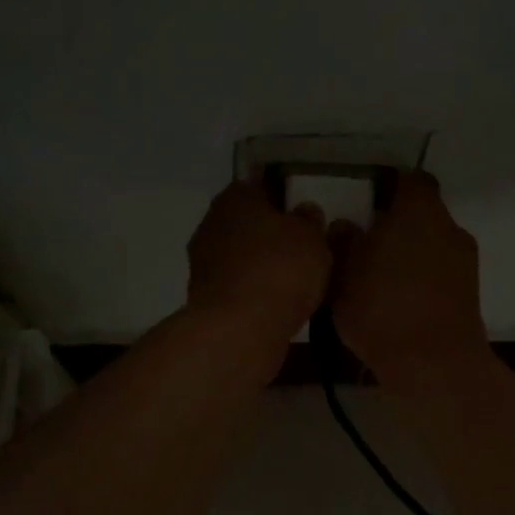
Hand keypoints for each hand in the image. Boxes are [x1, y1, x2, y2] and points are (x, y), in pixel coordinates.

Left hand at [186, 179, 330, 346]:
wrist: (239, 329)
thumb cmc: (279, 268)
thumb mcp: (311, 237)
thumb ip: (309, 220)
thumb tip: (304, 211)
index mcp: (235, 198)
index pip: (257, 185)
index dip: (279, 195)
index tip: (299, 210)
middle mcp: (212, 224)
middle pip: (245, 221)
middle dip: (268, 231)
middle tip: (300, 244)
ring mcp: (203, 263)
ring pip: (239, 254)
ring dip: (259, 262)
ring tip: (293, 277)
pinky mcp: (205, 298)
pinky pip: (237, 284)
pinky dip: (253, 289)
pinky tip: (276, 301)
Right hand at [331, 172, 488, 383]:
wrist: (434, 365)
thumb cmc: (382, 306)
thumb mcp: (343, 273)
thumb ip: (343, 242)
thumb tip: (346, 226)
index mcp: (419, 210)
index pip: (410, 180)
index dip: (389, 187)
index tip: (366, 203)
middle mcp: (449, 227)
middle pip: (422, 214)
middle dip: (396, 226)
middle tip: (364, 244)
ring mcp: (465, 262)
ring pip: (431, 246)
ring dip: (409, 255)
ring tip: (377, 279)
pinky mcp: (469, 294)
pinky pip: (439, 274)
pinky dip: (421, 281)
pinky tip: (397, 303)